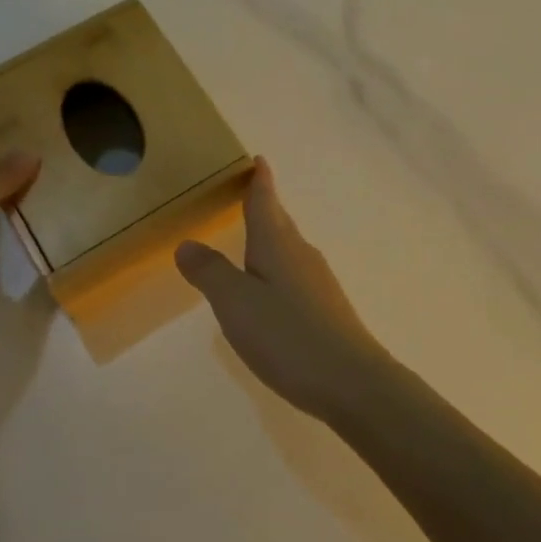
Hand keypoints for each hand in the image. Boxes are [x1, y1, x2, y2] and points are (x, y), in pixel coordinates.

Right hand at [175, 158, 387, 422]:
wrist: (352, 381)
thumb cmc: (288, 335)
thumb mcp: (236, 303)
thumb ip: (210, 272)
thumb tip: (187, 242)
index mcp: (277, 244)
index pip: (265, 201)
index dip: (260, 180)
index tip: (259, 160)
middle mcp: (301, 254)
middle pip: (279, 222)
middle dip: (264, 206)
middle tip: (248, 193)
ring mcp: (318, 282)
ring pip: (289, 248)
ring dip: (271, 238)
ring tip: (253, 238)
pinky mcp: (326, 309)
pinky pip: (295, 274)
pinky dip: (278, 268)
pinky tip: (271, 290)